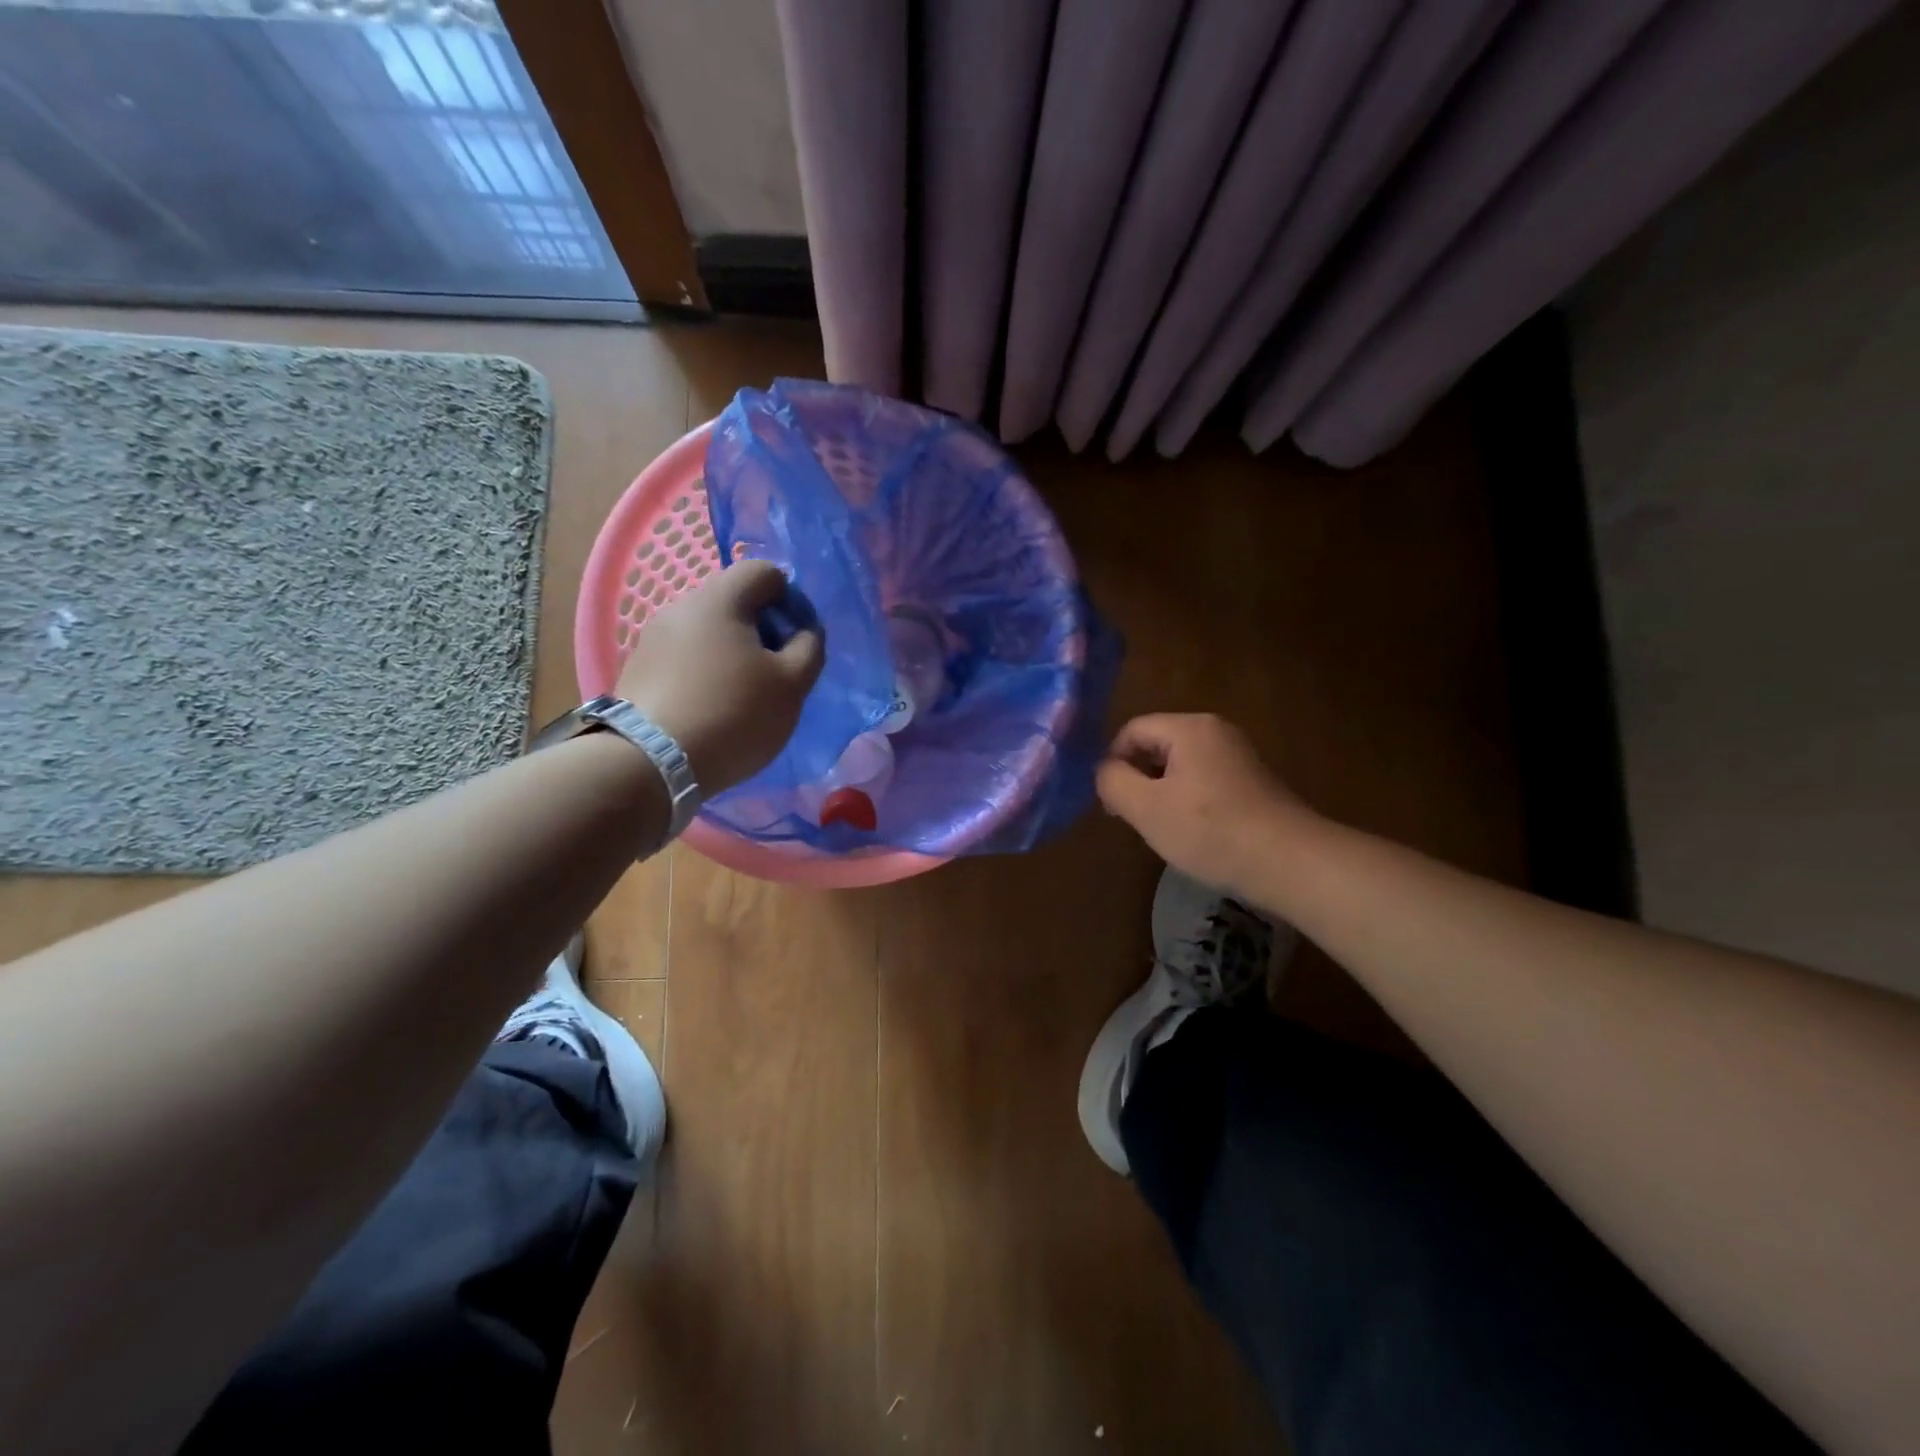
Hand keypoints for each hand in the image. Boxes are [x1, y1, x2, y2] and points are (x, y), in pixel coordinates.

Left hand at [616, 561, 824, 793]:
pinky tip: (711, 709)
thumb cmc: (733, 715)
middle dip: (763, 630)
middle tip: (775, 673)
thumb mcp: (792, 684)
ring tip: (743, 697)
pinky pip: (684, 657)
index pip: (765, 572)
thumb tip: (804, 630)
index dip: (791, 601)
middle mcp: (681, 606)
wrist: (649, 763)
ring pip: (708, 631)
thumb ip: (809, 647)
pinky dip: (705, 673)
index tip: (797, 642)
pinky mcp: (638, 669)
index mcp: (720, 598)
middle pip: (735, 601)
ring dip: (733, 653)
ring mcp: (653, 638)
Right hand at [1096, 713, 1309, 898]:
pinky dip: (1189, 800)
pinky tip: (1194, 832)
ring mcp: (1238, 755)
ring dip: (1162, 793)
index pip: (1132, 730)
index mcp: (1189, 727)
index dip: (1113, 762)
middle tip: (1133, 818)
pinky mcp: (1252, 781)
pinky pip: (1204, 780)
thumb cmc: (1211, 831)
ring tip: (1162, 828)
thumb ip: (1112, 782)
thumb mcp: (1146, 808)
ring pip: (1180, 765)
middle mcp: (1216, 730)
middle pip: (1157, 744)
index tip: (1112, 803)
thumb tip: (1104, 770)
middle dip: (1138, 778)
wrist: (1290, 862)